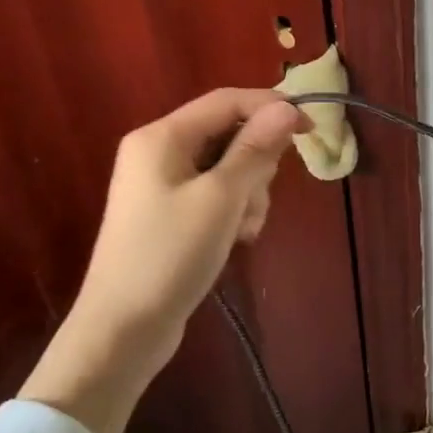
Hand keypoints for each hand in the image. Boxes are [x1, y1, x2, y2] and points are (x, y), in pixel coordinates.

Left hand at [21, 88, 307, 432]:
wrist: (122, 331)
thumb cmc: (171, 255)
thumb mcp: (222, 198)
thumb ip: (255, 148)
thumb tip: (287, 107)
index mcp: (162, 136)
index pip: (227, 101)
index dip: (271, 108)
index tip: (310, 129)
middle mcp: (158, 151)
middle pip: (228, 133)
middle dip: (256, 162)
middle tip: (259, 197)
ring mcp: (162, 184)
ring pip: (227, 166)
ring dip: (248, 191)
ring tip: (244, 228)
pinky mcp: (169, 213)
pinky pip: (214, 193)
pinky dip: (233, 209)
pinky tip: (236, 239)